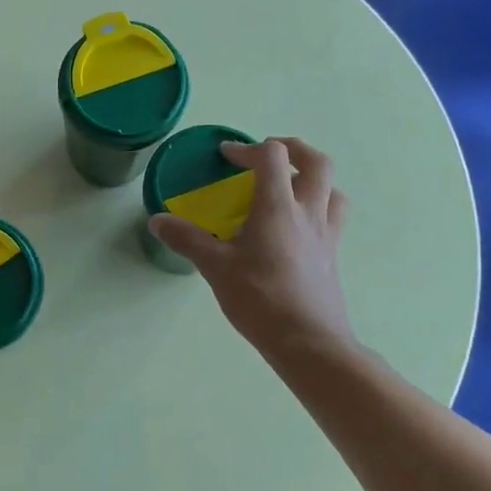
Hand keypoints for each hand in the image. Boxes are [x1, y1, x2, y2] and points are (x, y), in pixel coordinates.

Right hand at [148, 137, 355, 356]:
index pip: (271, 157)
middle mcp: (309, 213)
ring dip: (314, 178)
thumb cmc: (260, 299)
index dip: (247, 149)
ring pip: (333, 190)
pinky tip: (297, 228)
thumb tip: (157, 220)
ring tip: (291, 187)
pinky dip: (319, 208)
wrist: (308, 341)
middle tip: (270, 155)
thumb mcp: (215, 267)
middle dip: (294, 149)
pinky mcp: (332, 257)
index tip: (227, 157)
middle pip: (317, 163)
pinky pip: (333, 218)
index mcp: (278, 207)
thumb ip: (187, 239)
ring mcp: (326, 235)